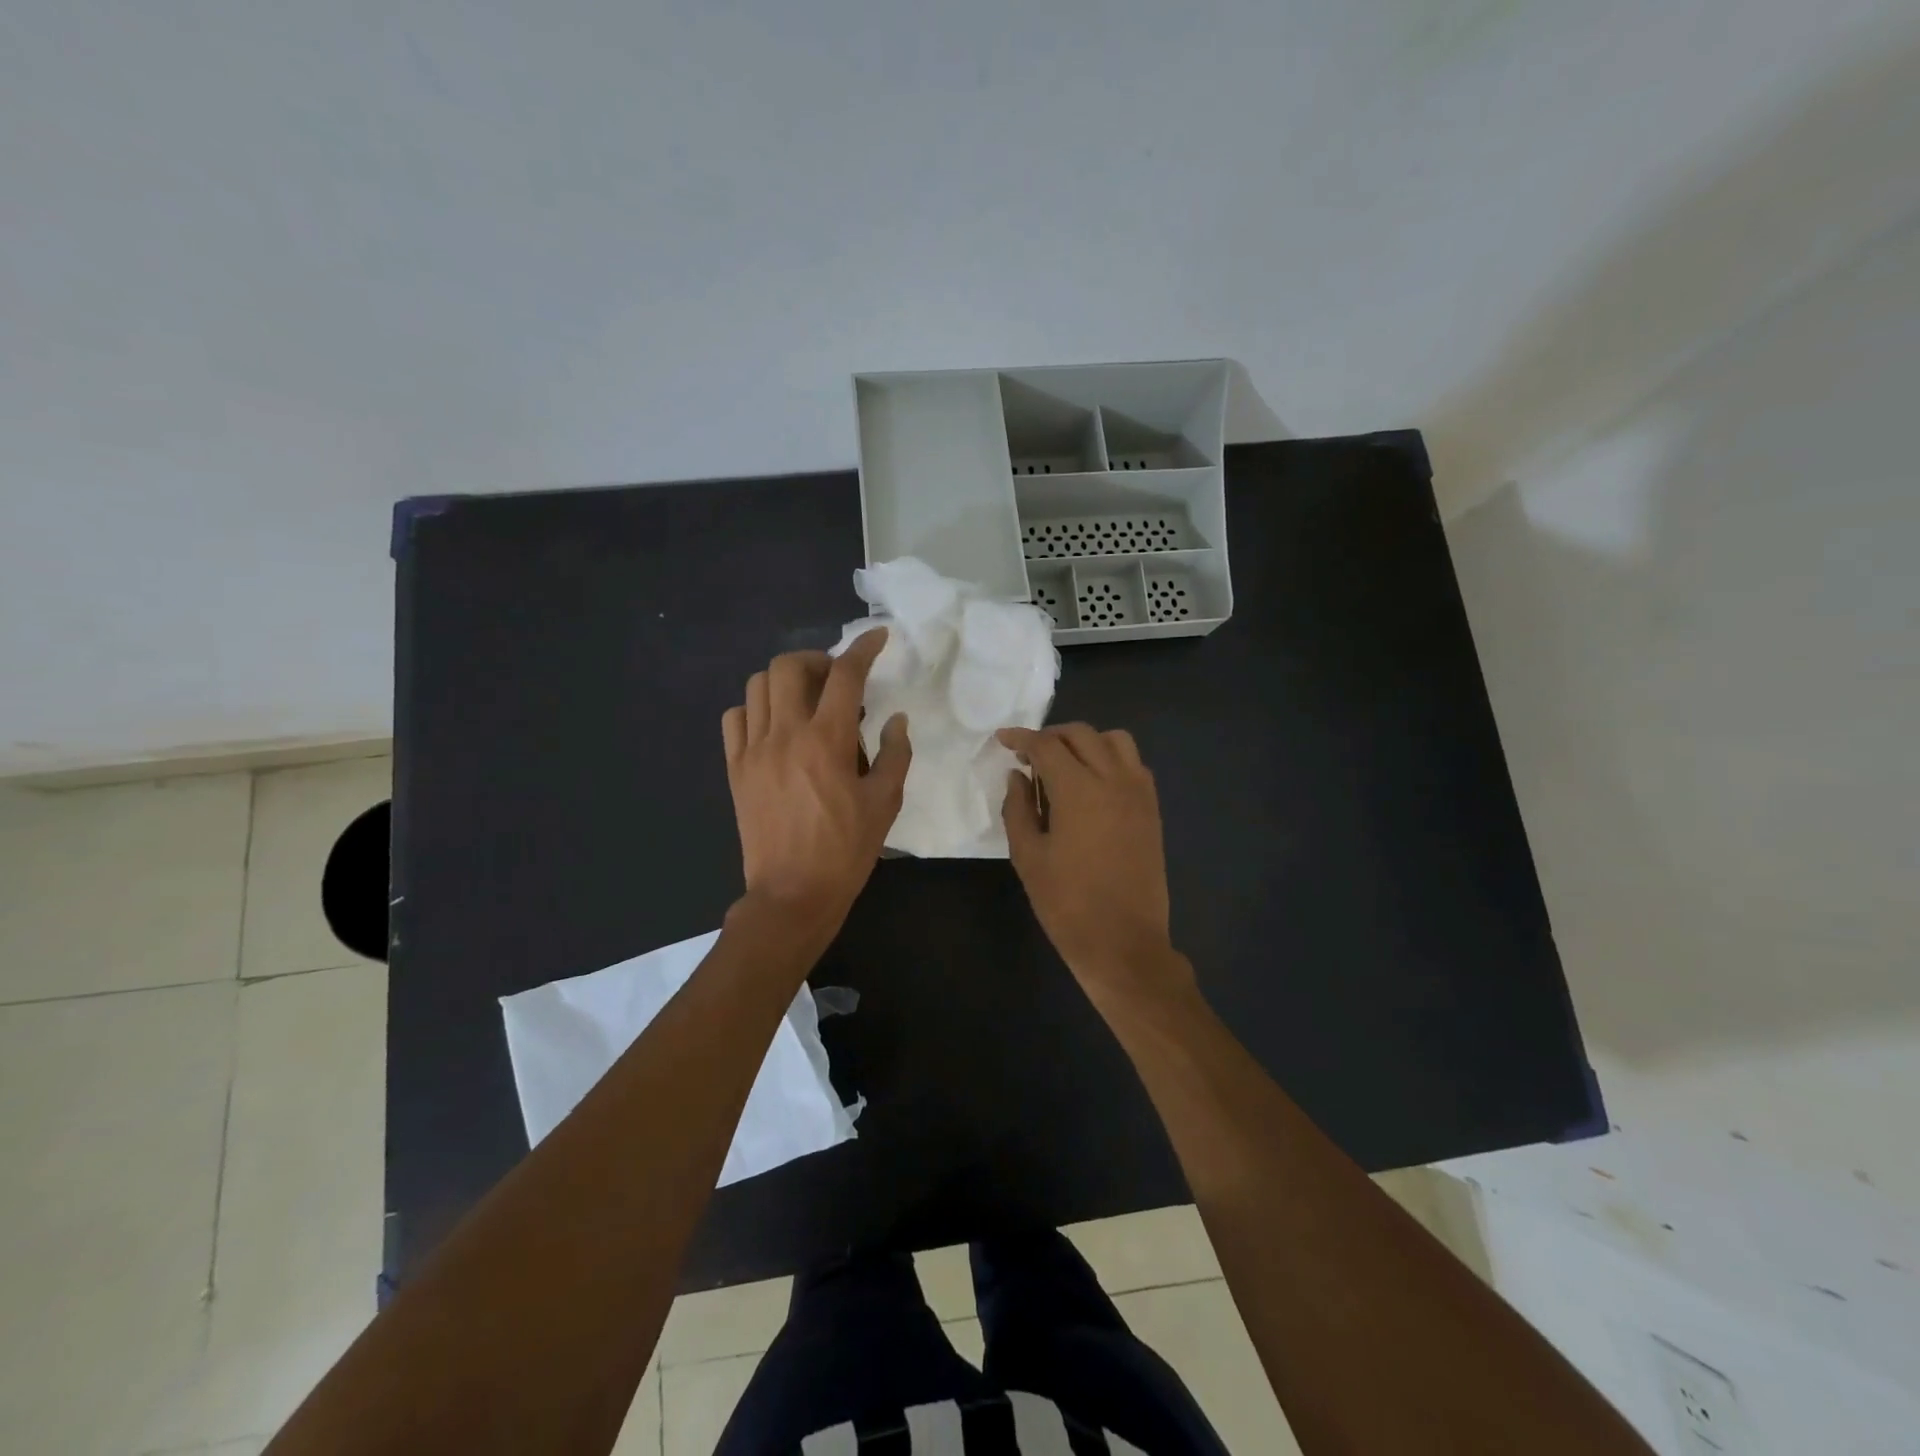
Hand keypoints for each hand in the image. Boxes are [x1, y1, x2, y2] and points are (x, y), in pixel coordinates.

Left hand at [721, 630, 910, 931]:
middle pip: (789, 667)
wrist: (792, 893)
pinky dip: (755, 709)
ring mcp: (753, 750)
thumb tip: (895, 720)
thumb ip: (894, 755)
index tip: (877, 637)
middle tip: (836, 680)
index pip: (845, 675)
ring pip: (757, 686)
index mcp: (826, 741)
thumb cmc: (845, 850)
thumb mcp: (884, 804)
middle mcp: (784, 734)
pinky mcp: (735, 768)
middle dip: (817, 660)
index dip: (863, 649)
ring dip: (785, 681)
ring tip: (805, 700)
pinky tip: (774, 726)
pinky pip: (735, 718)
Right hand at [998, 724, 1195, 1007]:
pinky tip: (1094, 784)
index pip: (1046, 746)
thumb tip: (1018, 776)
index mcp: (1079, 790)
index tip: (1002, 739)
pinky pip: (1134, 764)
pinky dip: (1111, 759)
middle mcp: (1113, 780)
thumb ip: (1018, 808)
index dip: (1021, 738)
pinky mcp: (1152, 809)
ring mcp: (1138, 793)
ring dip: (1086, 742)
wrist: (1124, 943)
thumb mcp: (1028, 856)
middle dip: (1051, 736)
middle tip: (1029, 755)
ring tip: (1065, 764)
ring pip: (1115, 741)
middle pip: (1082, 734)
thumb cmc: (1067, 904)